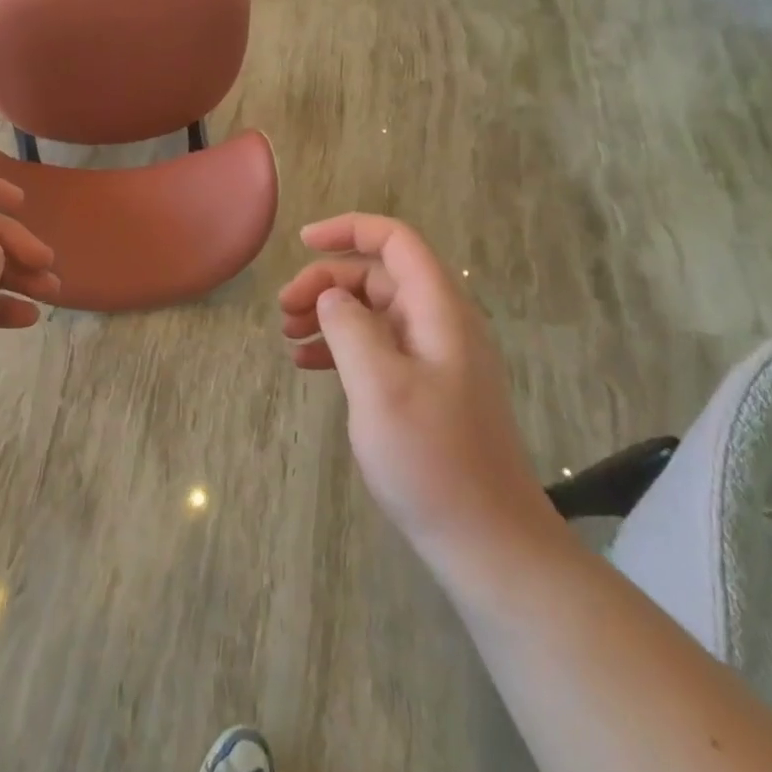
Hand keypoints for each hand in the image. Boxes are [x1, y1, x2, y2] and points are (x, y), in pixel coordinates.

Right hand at [280, 214, 561, 578]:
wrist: (488, 542)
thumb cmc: (431, 460)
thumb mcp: (379, 386)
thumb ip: (350, 327)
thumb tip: (332, 295)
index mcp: (439, 311)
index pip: (395, 241)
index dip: (349, 229)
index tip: (302, 242)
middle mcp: (440, 323)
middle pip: (377, 275)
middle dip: (326, 282)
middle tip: (283, 311)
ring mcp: (435, 357)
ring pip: (374, 311)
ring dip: (329, 314)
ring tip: (288, 336)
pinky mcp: (427, 388)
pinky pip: (378, 347)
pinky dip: (342, 346)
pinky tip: (308, 365)